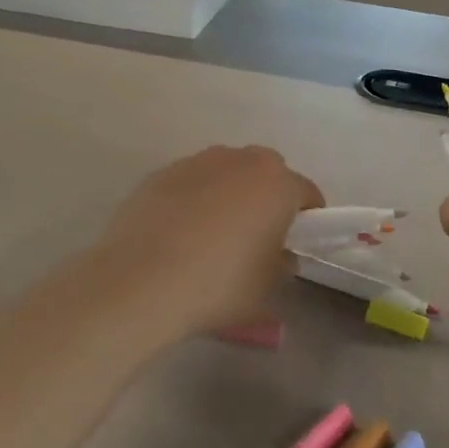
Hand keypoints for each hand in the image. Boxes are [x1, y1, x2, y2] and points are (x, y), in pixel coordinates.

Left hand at [93, 145, 323, 334]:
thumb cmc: (218, 284)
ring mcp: (199, 162)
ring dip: (230, 195)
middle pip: (268, 173)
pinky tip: (178, 235)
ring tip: (212, 236)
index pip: (308, 194)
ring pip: (227, 173)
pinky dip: (194, 200)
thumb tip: (280, 255)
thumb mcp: (266, 287)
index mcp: (278, 183)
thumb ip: (282, 264)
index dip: (309, 220)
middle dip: (268, 198)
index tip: (298, 244)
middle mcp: (242, 161)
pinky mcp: (162, 173)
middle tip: (257, 236)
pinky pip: (192, 183)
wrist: (139, 281)